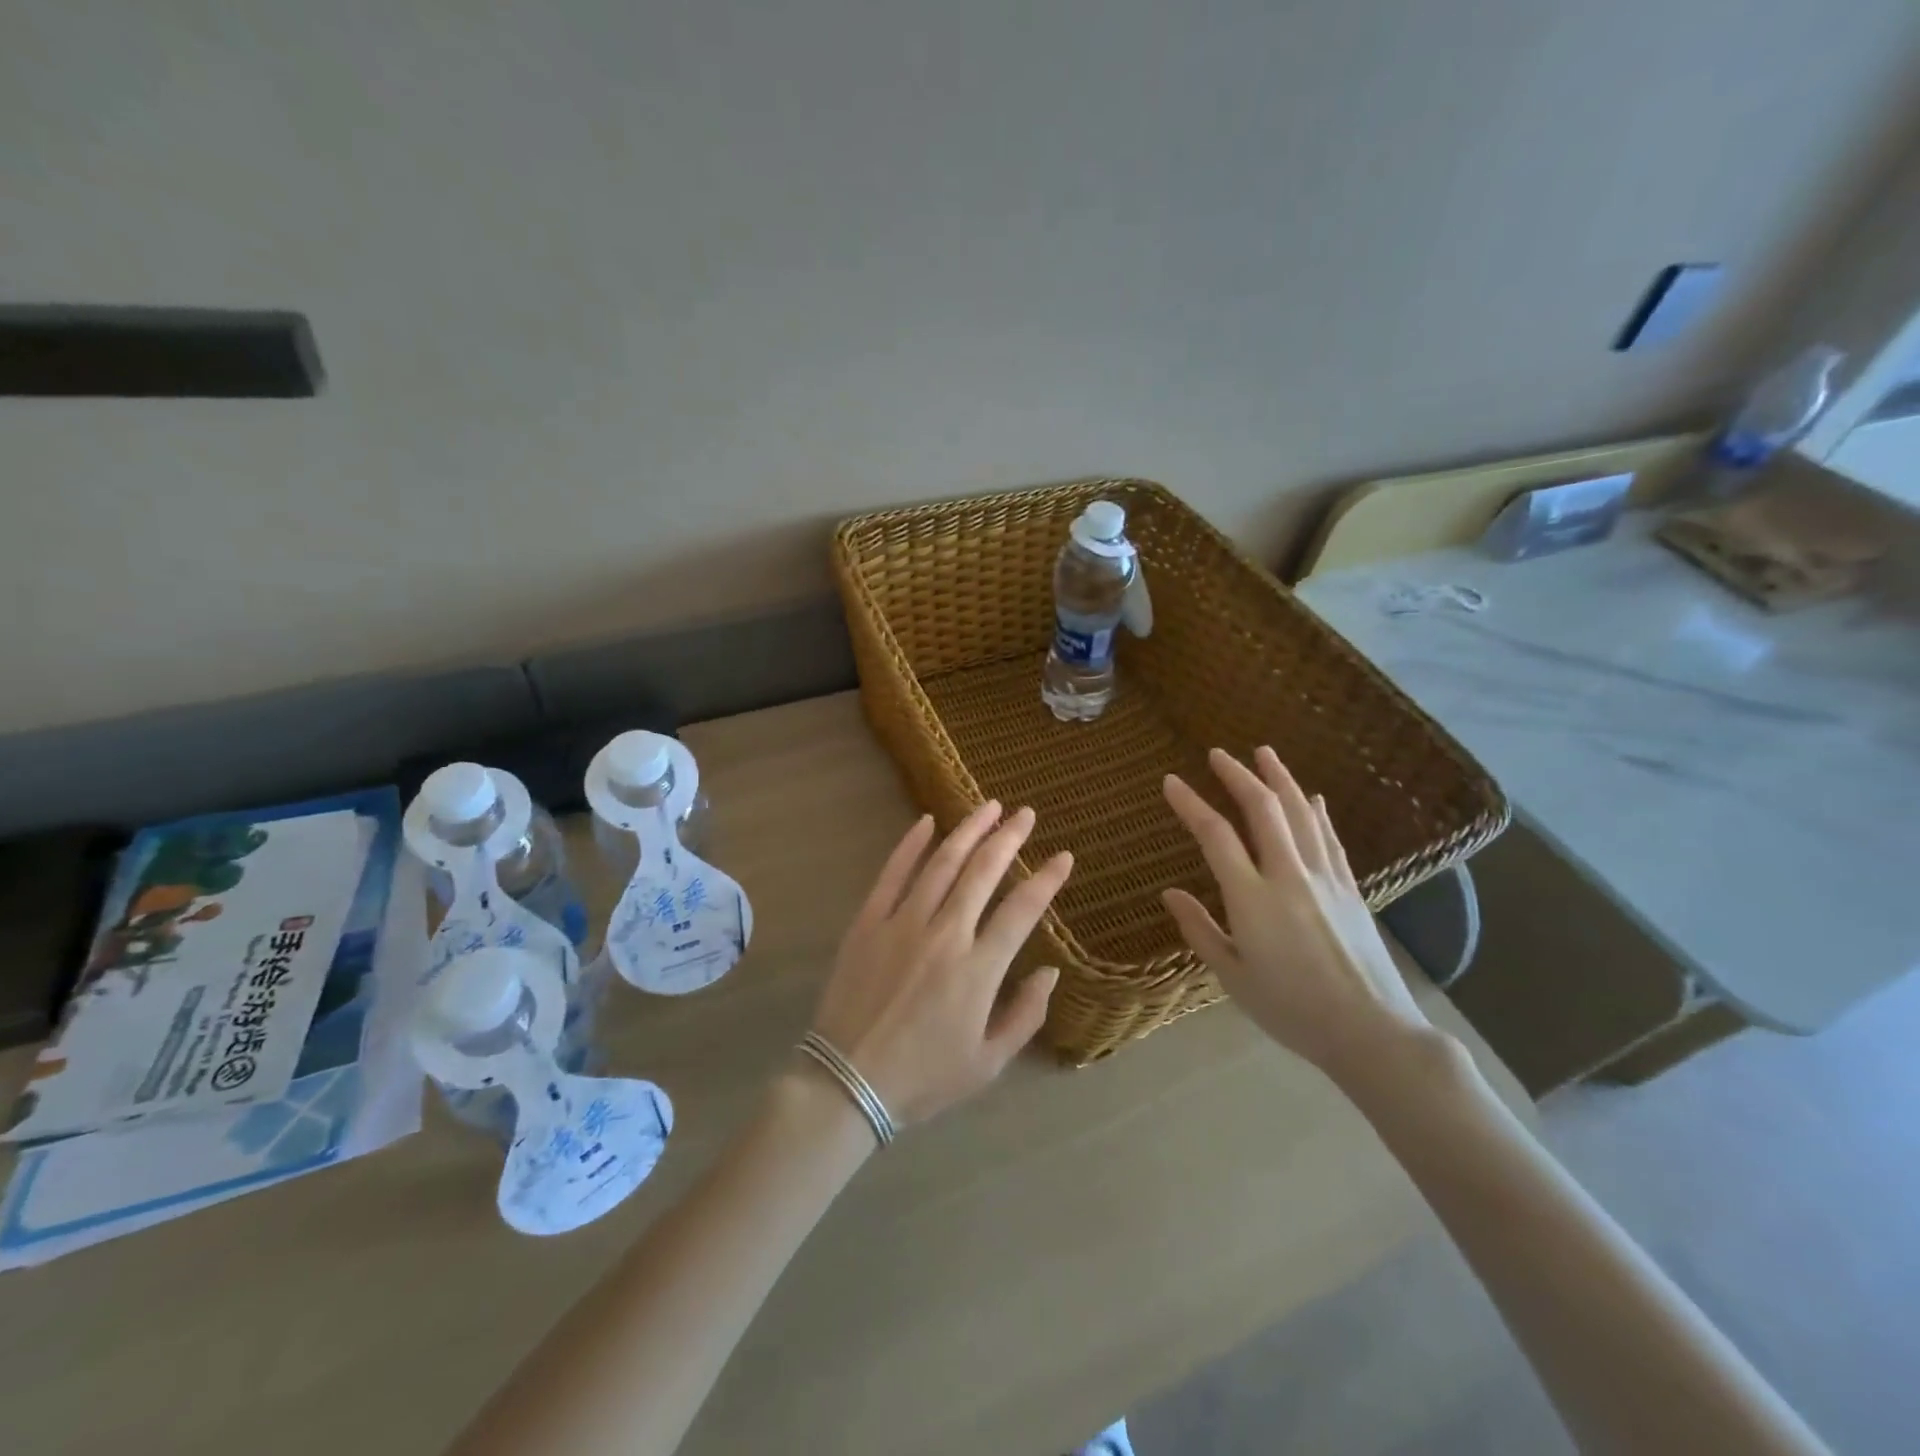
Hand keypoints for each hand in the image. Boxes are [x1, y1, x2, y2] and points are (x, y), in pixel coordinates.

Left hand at [811, 802, 1072, 1127]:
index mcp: (978, 970)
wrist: (847, 1082)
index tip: (1063, 856)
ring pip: (941, 863)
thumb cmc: (924, 1077)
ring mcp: (902, 923)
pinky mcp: (868, 922)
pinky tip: (926, 822)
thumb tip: (1050, 971)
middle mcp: (944, 935)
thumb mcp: (988, 1063)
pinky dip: (910, 845)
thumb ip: (1026, 1015)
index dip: (1046, 879)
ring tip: (988, 807)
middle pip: (983, 872)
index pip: (1022, 910)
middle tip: (1026, 813)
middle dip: (1008, 837)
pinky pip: (892, 874)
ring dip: (968, 831)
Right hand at [1160, 748, 1433, 1081]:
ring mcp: (1325, 878)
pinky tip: (1313, 797)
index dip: (1191, 804)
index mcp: (1253, 899)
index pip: (1215, 836)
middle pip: (1263, 809)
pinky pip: (1330, 838)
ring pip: (1301, 813)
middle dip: (1238, 775)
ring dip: (1280, 779)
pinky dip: (1318, 812)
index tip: (1171, 781)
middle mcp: (1289, 876)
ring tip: (1264, 753)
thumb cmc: (1292, 1009)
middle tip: (1218, 754)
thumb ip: (1200, 930)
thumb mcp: (1233, 977)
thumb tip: (1169, 893)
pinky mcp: (1350, 889)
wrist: (1371, 1031)